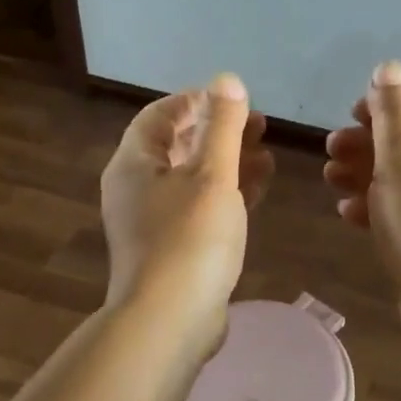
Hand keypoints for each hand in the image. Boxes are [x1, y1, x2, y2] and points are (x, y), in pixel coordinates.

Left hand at [101, 74, 273, 349]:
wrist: (169, 321)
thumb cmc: (190, 238)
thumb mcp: (213, 174)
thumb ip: (222, 125)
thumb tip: (226, 80)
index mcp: (134, 163)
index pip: (160, 115)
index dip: (195, 101)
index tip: (233, 100)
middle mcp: (136, 188)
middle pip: (177, 145)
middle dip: (218, 131)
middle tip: (259, 125)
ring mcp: (152, 221)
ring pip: (191, 178)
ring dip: (227, 162)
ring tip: (266, 154)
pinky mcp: (171, 248)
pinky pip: (198, 207)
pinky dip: (225, 193)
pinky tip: (258, 189)